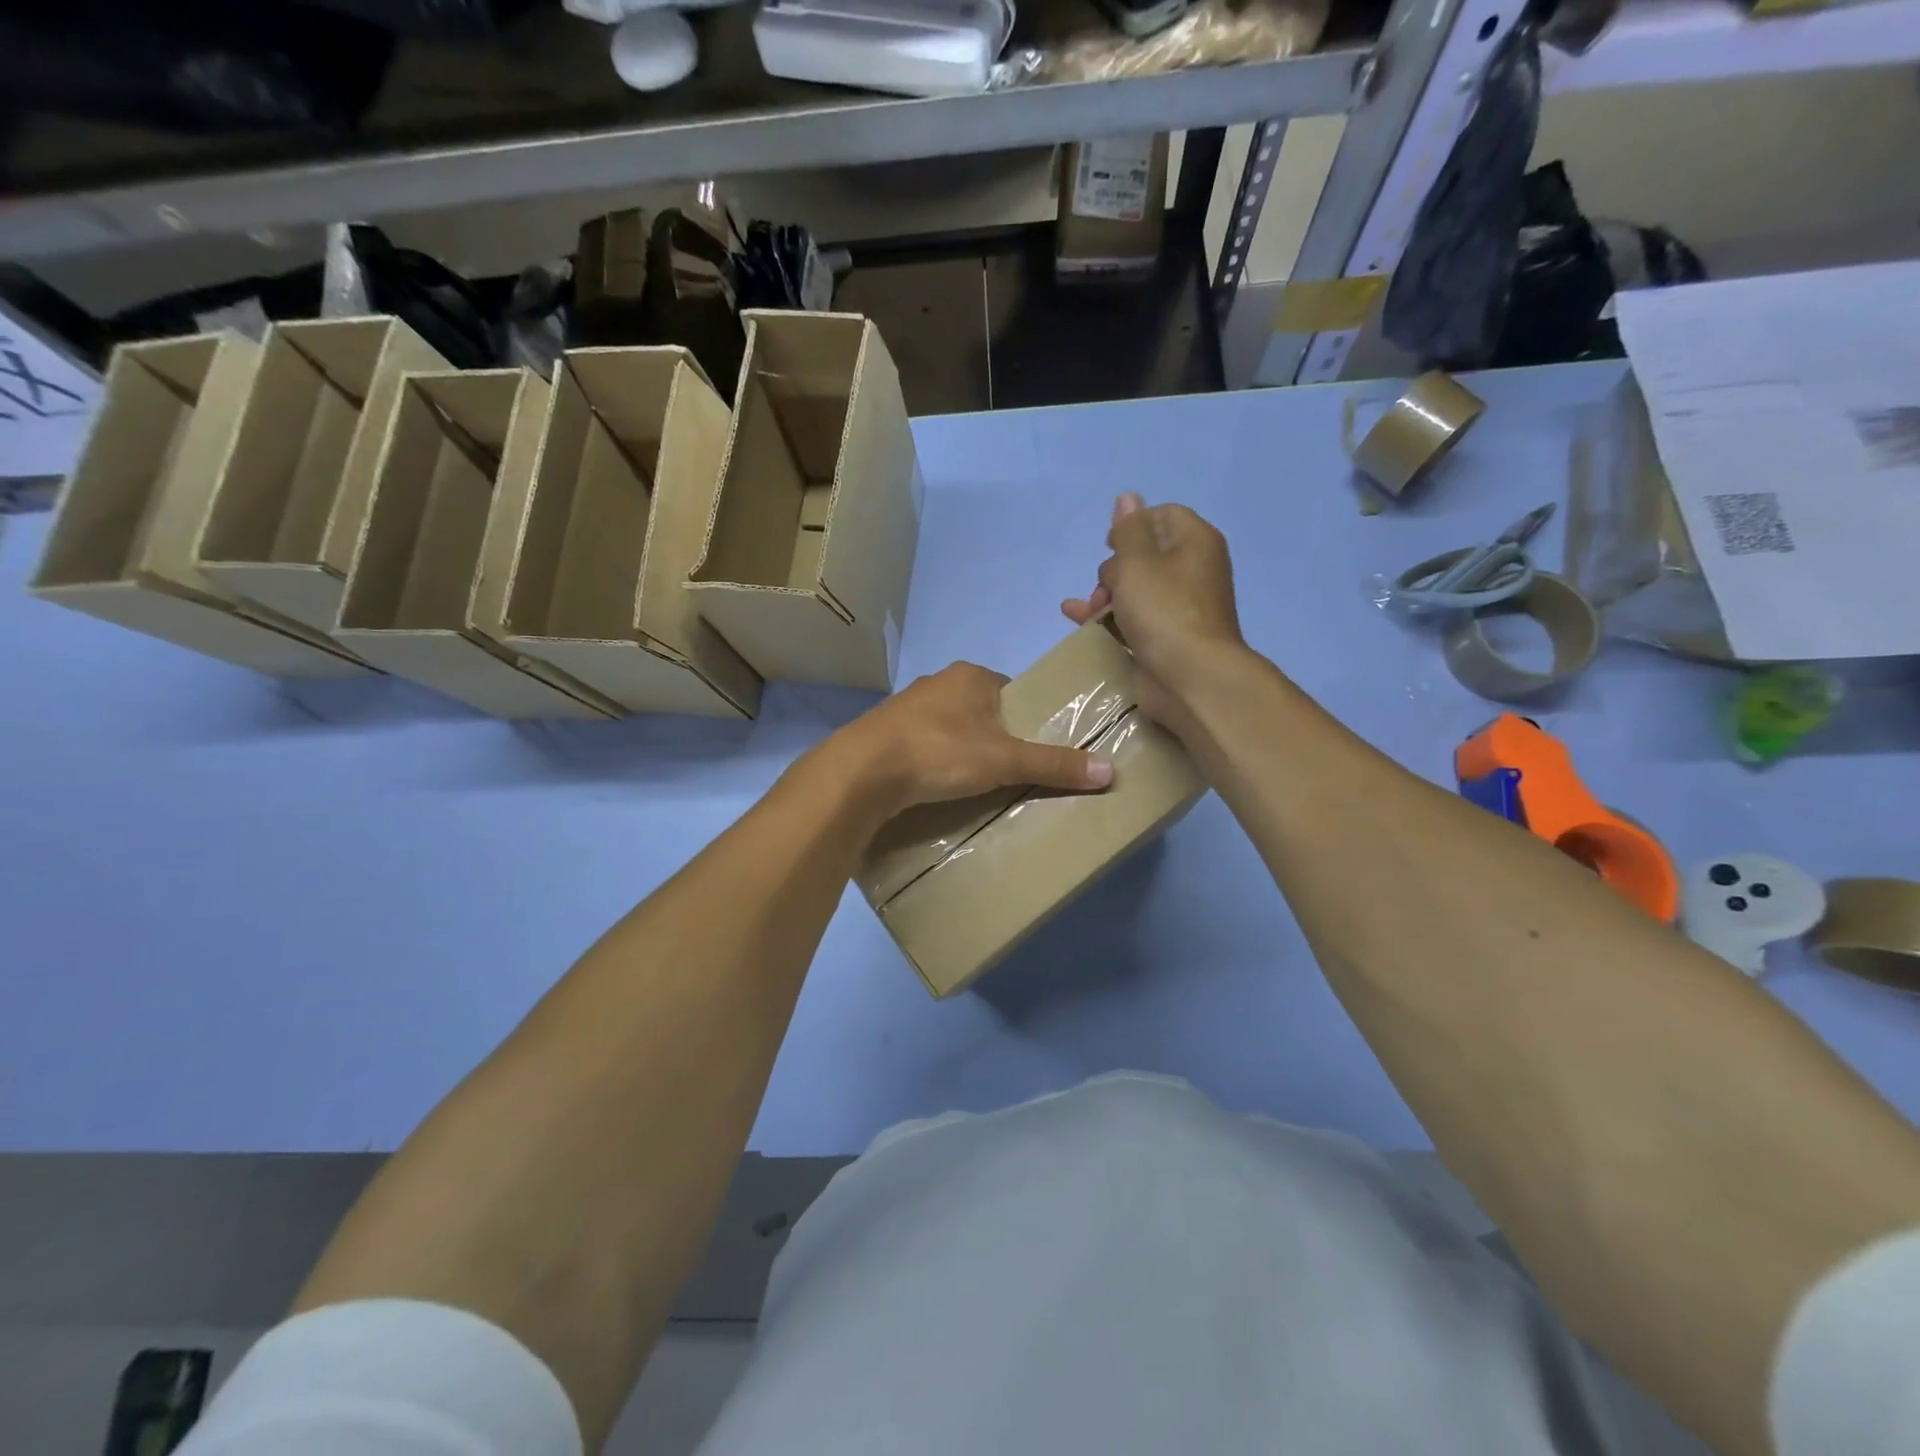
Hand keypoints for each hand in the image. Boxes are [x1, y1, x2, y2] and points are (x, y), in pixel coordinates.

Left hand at [832, 662, 1111, 819]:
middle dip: (994, 737)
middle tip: (1008, 773)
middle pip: (981, 709)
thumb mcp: (1005, 760)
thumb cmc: (941, 752)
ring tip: (973, 784)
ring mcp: (906, 706)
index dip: (1026, 719)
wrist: (863, 771)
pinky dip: (932, 760)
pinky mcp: (883, 732)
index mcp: (971, 676)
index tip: (1033, 751)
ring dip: (961, 749)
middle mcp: (938, 681)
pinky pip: (921, 743)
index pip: (1012, 692)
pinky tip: (935, 784)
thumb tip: (1111, 771)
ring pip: (949, 726)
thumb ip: (1054, 764)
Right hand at [1062, 493, 1245, 725]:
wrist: (1191, 678)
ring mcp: (1179, 607)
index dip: (1132, 526)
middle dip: (1113, 569)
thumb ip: (1128, 529)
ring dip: (1104, 596)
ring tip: (1085, 611)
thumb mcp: (1138, 562)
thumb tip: (1128, 498)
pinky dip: (1108, 617)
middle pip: (1143, 554)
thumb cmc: (1164, 611)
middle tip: (1105, 589)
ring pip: (1134, 589)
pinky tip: (1078, 620)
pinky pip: (1133, 618)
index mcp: (1195, 543)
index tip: (1111, 546)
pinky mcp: (1166, 637)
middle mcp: (1192, 570)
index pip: (1162, 515)